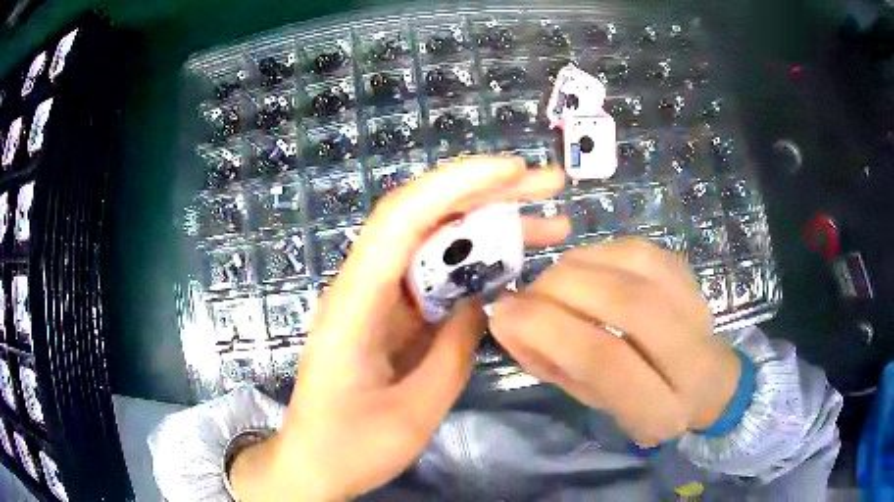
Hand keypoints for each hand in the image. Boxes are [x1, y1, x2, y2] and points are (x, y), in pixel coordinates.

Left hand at [230, 157, 569, 500]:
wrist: (314, 463)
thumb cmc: (351, 447)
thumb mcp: (413, 412)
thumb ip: (453, 351)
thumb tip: (482, 301)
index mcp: (355, 303)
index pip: (403, 218)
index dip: (458, 185)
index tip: (514, 172)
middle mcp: (363, 285)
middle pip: (423, 217)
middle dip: (487, 194)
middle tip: (549, 187)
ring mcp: (376, 298)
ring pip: (434, 243)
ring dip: (489, 227)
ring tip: (549, 228)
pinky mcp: (389, 314)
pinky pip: (435, 276)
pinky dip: (474, 264)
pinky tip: (511, 267)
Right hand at [489, 239, 741, 446]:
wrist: (705, 379)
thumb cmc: (642, 402)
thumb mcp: (593, 402)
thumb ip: (551, 364)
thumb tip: (506, 317)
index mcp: (661, 409)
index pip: (605, 361)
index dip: (548, 329)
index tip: (504, 312)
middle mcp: (692, 357)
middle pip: (623, 303)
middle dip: (559, 290)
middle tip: (526, 295)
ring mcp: (697, 307)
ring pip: (631, 267)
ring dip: (575, 268)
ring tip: (553, 285)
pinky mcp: (689, 275)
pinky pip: (636, 248)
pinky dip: (596, 253)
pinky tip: (583, 269)